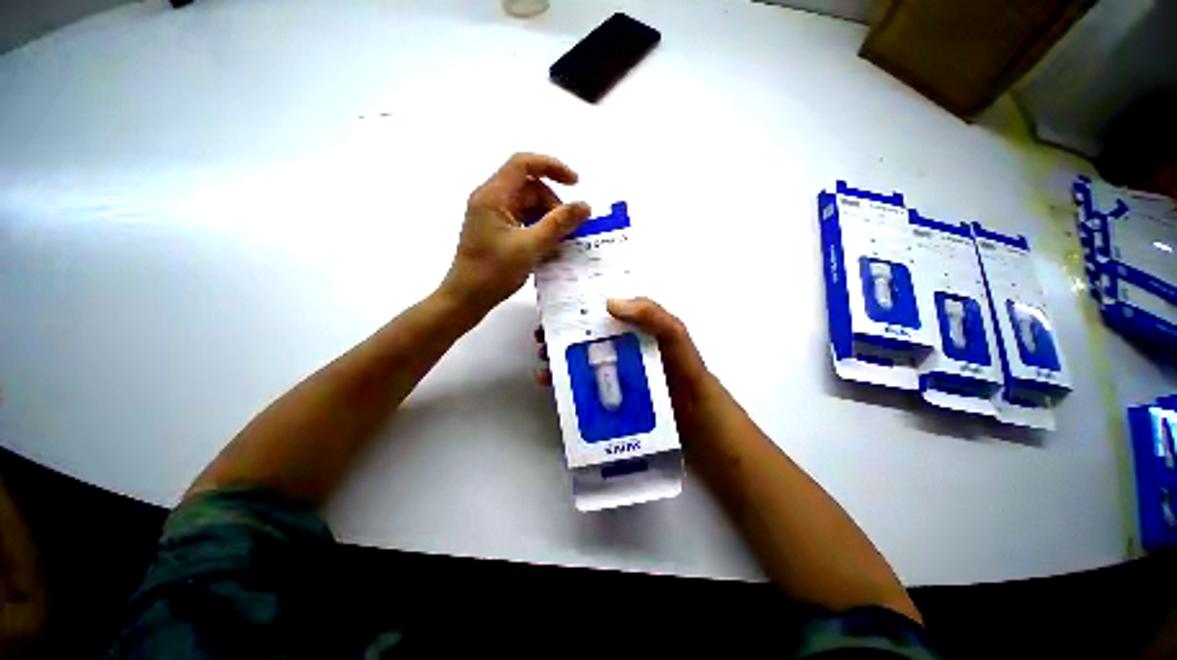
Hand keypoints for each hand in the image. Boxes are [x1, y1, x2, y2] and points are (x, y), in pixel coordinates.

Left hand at [441, 153, 590, 315]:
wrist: (467, 298)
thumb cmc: (493, 272)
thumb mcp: (530, 247)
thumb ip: (558, 224)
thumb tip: (584, 206)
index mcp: (493, 196)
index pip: (523, 164)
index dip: (552, 166)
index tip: (576, 183)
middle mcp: (492, 200)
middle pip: (529, 188)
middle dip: (553, 204)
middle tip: (568, 230)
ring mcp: (494, 217)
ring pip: (529, 206)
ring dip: (548, 219)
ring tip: (561, 242)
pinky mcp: (497, 232)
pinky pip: (524, 221)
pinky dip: (539, 230)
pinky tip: (549, 247)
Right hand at [535, 297, 715, 436]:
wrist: (691, 409)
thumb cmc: (682, 365)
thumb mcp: (672, 332)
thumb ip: (650, 313)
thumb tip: (609, 303)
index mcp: (628, 325)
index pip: (598, 310)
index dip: (575, 306)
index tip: (554, 305)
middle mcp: (616, 343)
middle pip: (581, 333)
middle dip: (558, 332)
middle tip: (541, 334)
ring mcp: (609, 367)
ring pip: (576, 356)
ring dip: (556, 355)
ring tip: (542, 357)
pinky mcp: (605, 388)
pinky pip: (578, 381)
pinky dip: (561, 380)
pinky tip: (549, 381)